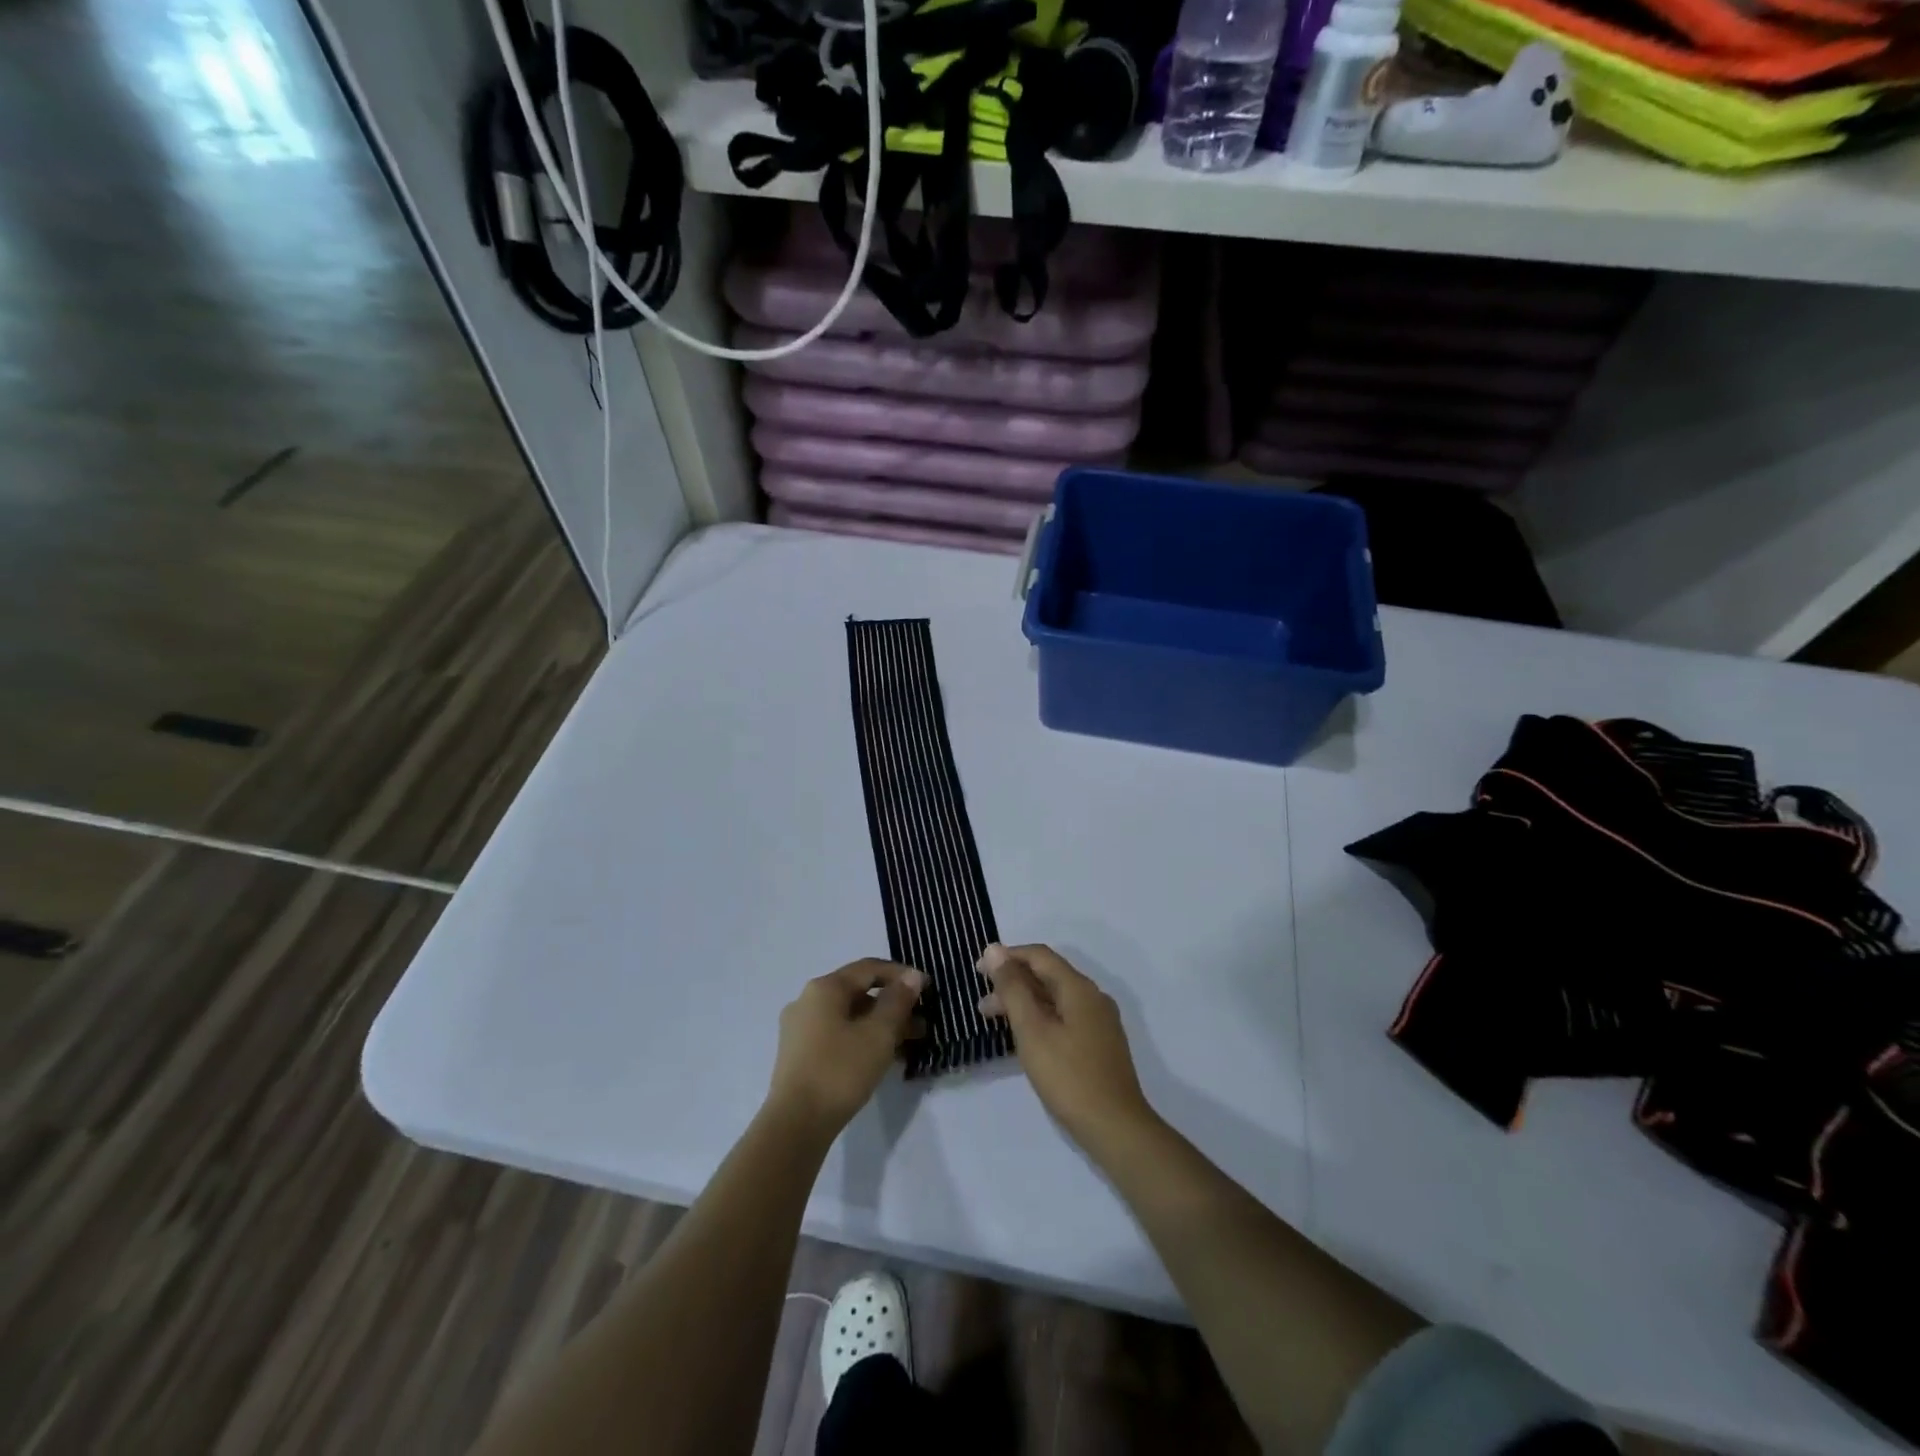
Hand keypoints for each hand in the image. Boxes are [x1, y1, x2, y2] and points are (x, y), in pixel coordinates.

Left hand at [766, 960, 925, 1136]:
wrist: (795, 1125)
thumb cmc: (840, 1071)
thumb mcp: (878, 1034)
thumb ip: (898, 1001)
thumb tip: (912, 976)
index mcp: (824, 988)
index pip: (869, 968)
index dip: (901, 974)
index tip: (927, 989)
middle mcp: (807, 1000)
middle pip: (858, 993)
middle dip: (892, 1005)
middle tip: (921, 1024)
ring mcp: (799, 1029)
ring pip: (848, 1016)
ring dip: (879, 1025)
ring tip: (907, 1044)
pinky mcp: (798, 1055)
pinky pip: (837, 1035)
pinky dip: (861, 1039)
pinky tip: (881, 1058)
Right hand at [977, 943, 1156, 1152]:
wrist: (1115, 1127)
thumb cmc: (1068, 1076)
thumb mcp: (1032, 1030)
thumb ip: (1013, 988)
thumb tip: (994, 949)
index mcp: (1079, 988)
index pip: (1039, 956)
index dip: (1008, 956)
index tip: (979, 970)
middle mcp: (1093, 997)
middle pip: (1048, 976)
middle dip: (1013, 982)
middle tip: (982, 1002)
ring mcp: (1099, 1021)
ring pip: (1055, 998)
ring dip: (1024, 1002)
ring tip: (994, 1021)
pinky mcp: (1100, 1044)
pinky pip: (1065, 1017)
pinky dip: (1040, 1018)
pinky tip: (1025, 1037)